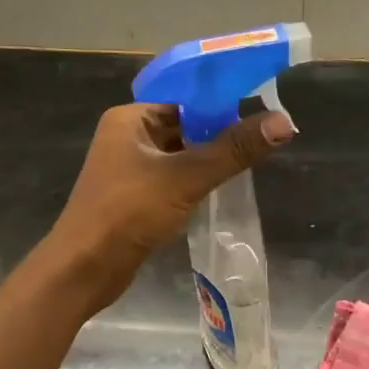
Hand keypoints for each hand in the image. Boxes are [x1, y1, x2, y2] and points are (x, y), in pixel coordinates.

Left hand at [46, 102, 294, 310]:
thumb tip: (284, 123)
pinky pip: (172, 180)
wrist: (83, 269)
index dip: (222, 103)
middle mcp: (127, 137)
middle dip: (219, 134)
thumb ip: (233, 150)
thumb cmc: (128, 214)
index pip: (184, 98)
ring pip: (179, 156)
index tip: (261, 111)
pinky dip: (194, 183)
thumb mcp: (185, 178)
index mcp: (130, 119)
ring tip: (250, 163)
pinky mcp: (134, 198)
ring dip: (209, 161)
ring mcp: (128, 170)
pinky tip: (220, 191)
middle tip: (262, 141)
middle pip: (184, 126)